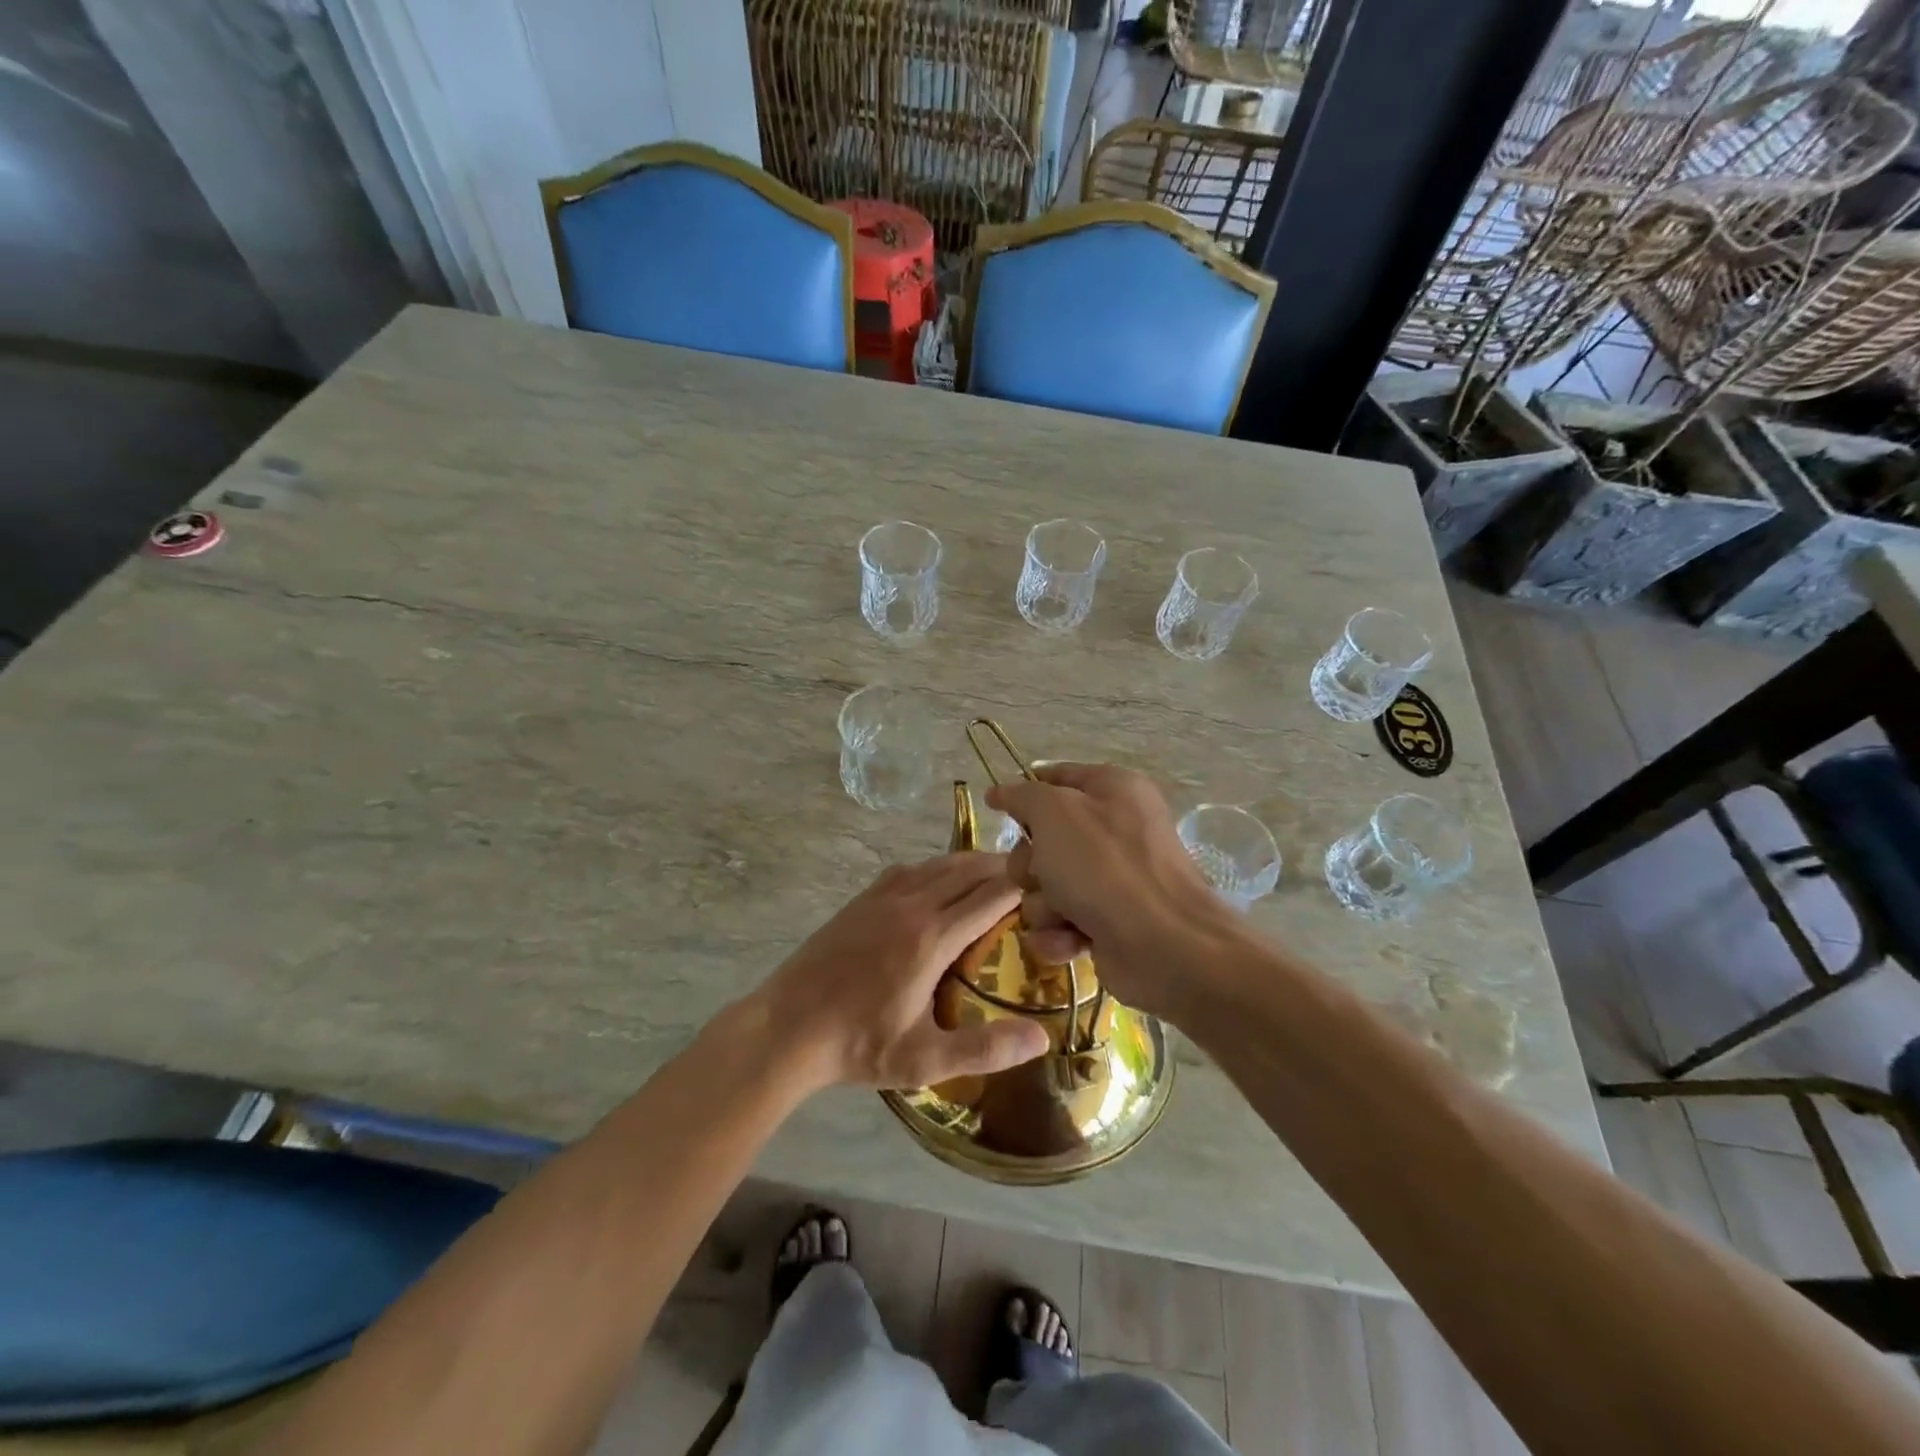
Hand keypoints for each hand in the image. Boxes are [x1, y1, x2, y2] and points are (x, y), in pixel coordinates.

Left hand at [755, 854, 1049, 1090]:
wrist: (787, 1026)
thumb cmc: (859, 1045)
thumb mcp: (925, 1059)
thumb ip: (985, 1049)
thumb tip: (1042, 1038)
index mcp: (932, 938)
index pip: (990, 895)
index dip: (1022, 885)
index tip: (1047, 886)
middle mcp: (912, 905)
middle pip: (967, 869)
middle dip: (1002, 867)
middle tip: (1030, 875)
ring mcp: (883, 897)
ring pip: (938, 864)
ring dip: (970, 864)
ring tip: (994, 874)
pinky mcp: (862, 899)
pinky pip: (910, 869)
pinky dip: (936, 867)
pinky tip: (940, 881)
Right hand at [987, 764, 1232, 1020]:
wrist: (1164, 946)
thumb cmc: (1105, 866)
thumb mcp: (1054, 813)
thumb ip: (1022, 797)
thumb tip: (1000, 792)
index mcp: (1112, 789)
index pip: (1056, 777)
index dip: (1025, 793)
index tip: (998, 810)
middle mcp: (1114, 830)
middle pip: (1042, 839)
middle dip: (1030, 864)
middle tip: (1040, 874)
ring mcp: (1112, 880)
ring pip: (1045, 886)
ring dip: (1044, 904)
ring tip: (1063, 915)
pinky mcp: (1107, 924)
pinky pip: (1059, 922)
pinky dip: (1059, 934)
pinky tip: (1073, 941)